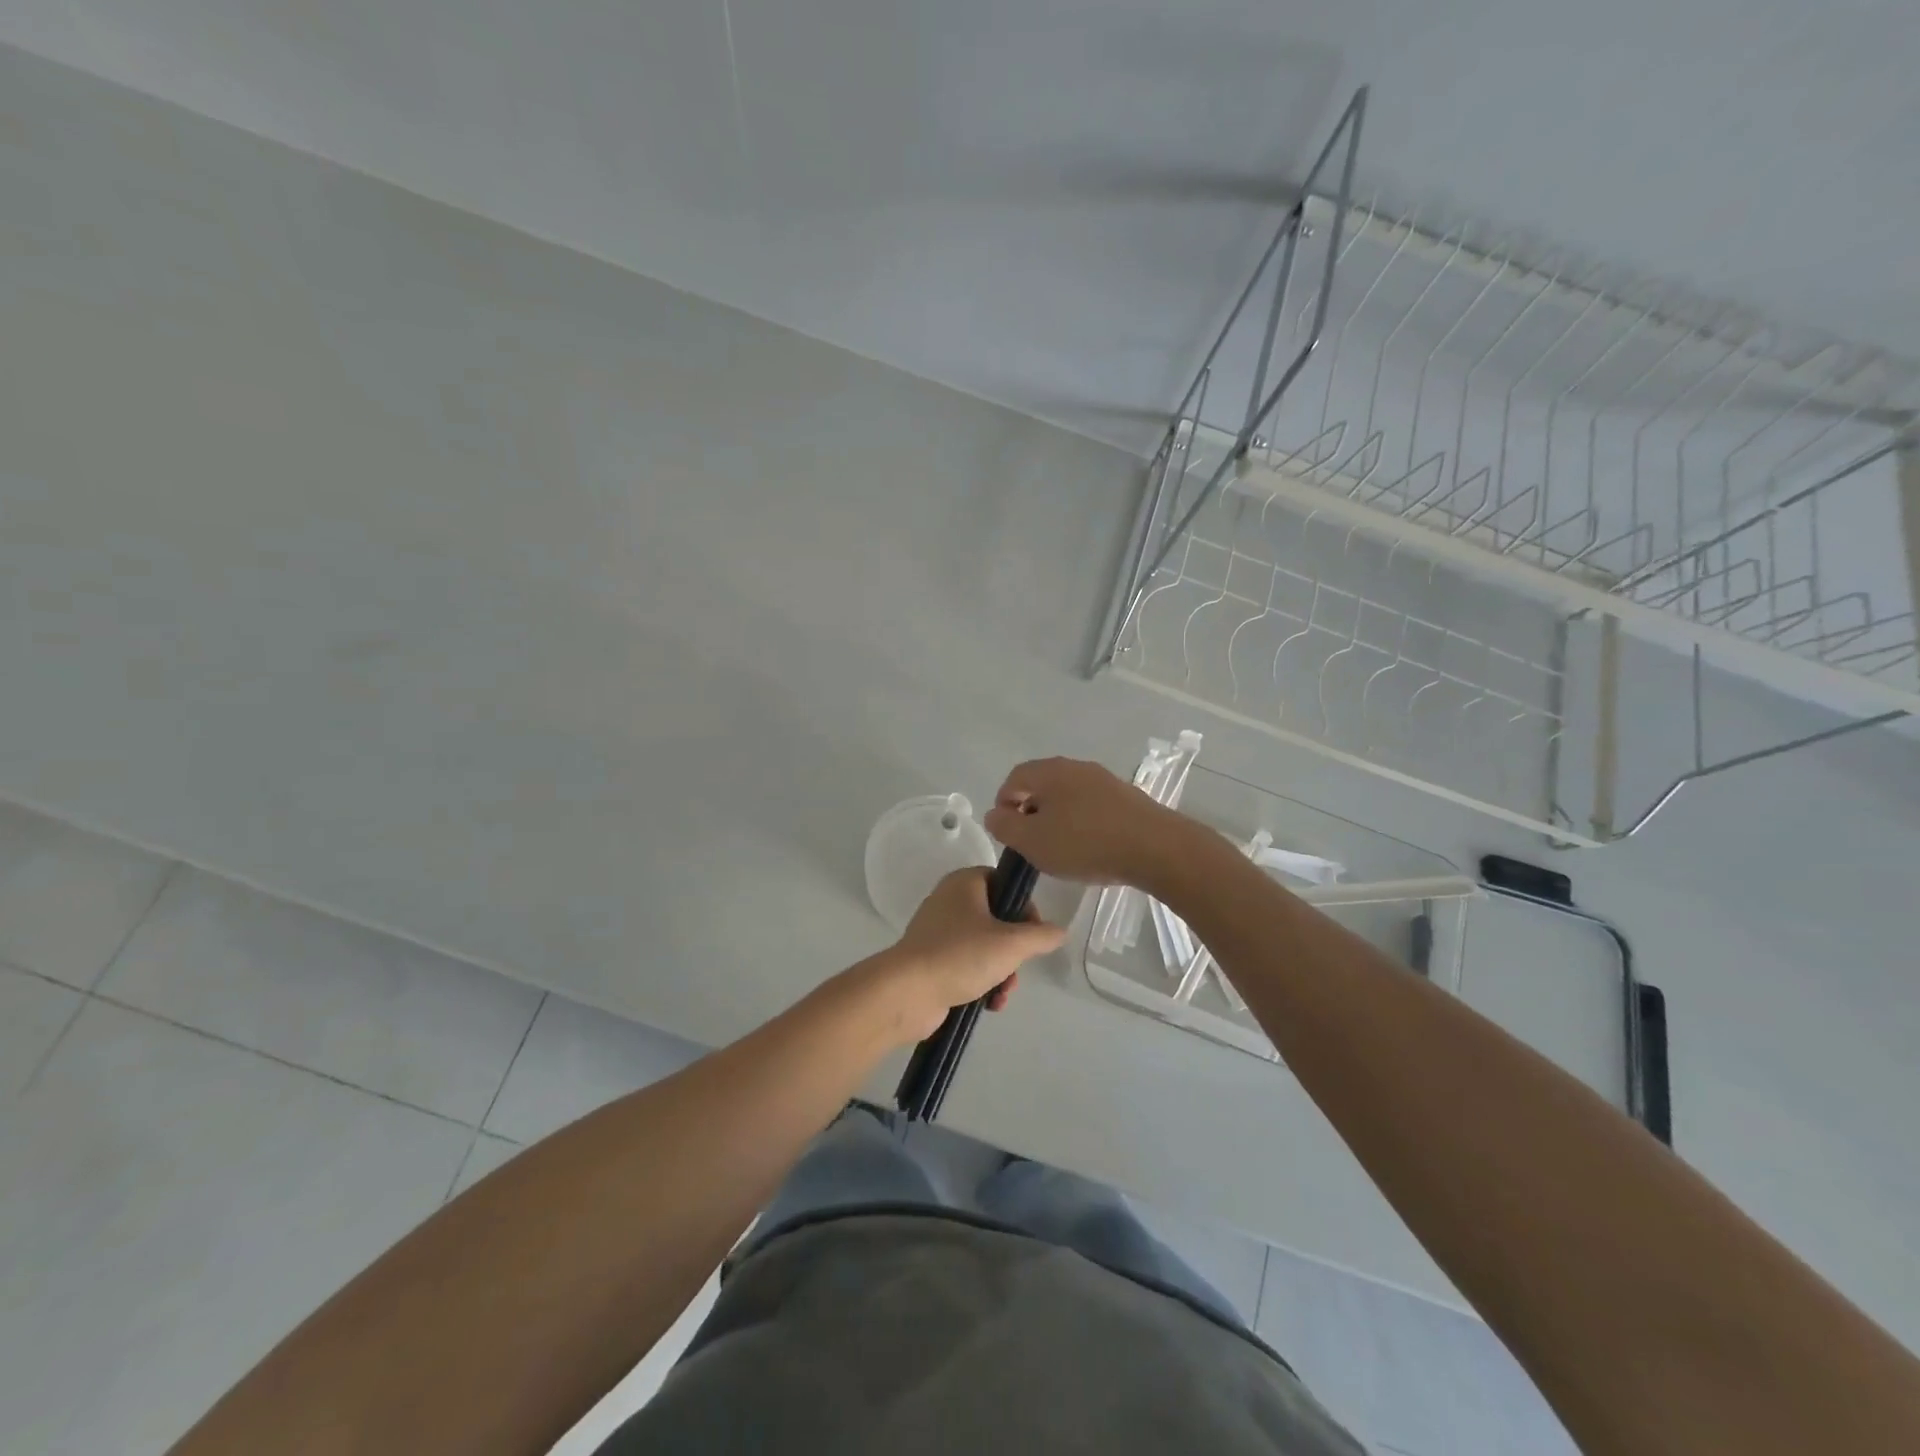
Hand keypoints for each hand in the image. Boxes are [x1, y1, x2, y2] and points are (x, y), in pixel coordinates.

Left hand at [870, 868, 1064, 1042]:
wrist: (907, 992)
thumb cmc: (961, 955)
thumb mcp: (1011, 944)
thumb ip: (1041, 936)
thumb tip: (1059, 931)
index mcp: (964, 883)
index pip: (1003, 882)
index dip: (1023, 906)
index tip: (1034, 932)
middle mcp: (949, 901)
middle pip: (997, 919)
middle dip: (1013, 950)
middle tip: (1016, 968)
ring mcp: (938, 932)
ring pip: (984, 946)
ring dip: (1001, 972)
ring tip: (1002, 993)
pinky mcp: (931, 961)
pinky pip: (966, 965)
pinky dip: (981, 983)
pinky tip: (988, 1004)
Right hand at [984, 756, 1192, 887]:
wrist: (1155, 848)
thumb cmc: (1085, 843)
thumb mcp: (1032, 841)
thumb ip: (1005, 826)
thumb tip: (995, 814)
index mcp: (1049, 771)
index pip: (1014, 778)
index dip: (1004, 804)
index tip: (1007, 833)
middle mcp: (1076, 767)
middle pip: (1042, 785)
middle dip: (1031, 812)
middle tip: (1032, 842)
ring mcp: (1104, 780)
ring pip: (1069, 796)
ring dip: (1058, 818)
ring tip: (1061, 848)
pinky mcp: (1127, 797)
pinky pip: (1093, 806)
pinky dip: (1083, 822)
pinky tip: (1090, 847)